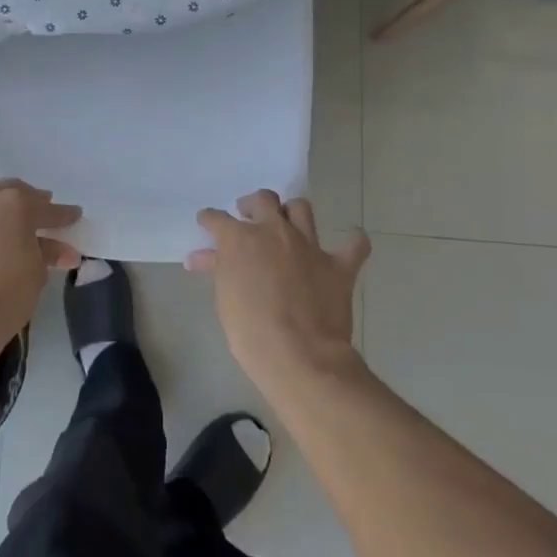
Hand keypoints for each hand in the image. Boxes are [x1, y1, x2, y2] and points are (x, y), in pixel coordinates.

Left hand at [0, 180, 80, 353]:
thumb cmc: (7, 293)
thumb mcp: (38, 273)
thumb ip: (48, 253)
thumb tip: (61, 250)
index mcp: (15, 204)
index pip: (47, 208)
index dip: (63, 215)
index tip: (74, 216)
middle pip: (12, 193)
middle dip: (29, 202)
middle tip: (42, 214)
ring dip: (1, 214)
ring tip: (12, 230)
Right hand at [191, 191, 370, 396]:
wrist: (298, 355)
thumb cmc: (250, 331)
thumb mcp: (225, 298)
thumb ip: (219, 270)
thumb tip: (202, 258)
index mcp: (241, 239)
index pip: (218, 219)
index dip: (210, 219)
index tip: (208, 221)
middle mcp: (275, 232)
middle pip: (263, 200)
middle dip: (253, 205)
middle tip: (249, 217)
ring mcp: (309, 246)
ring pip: (301, 209)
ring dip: (292, 213)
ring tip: (288, 224)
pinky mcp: (339, 266)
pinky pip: (354, 245)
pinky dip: (353, 241)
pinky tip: (351, 241)